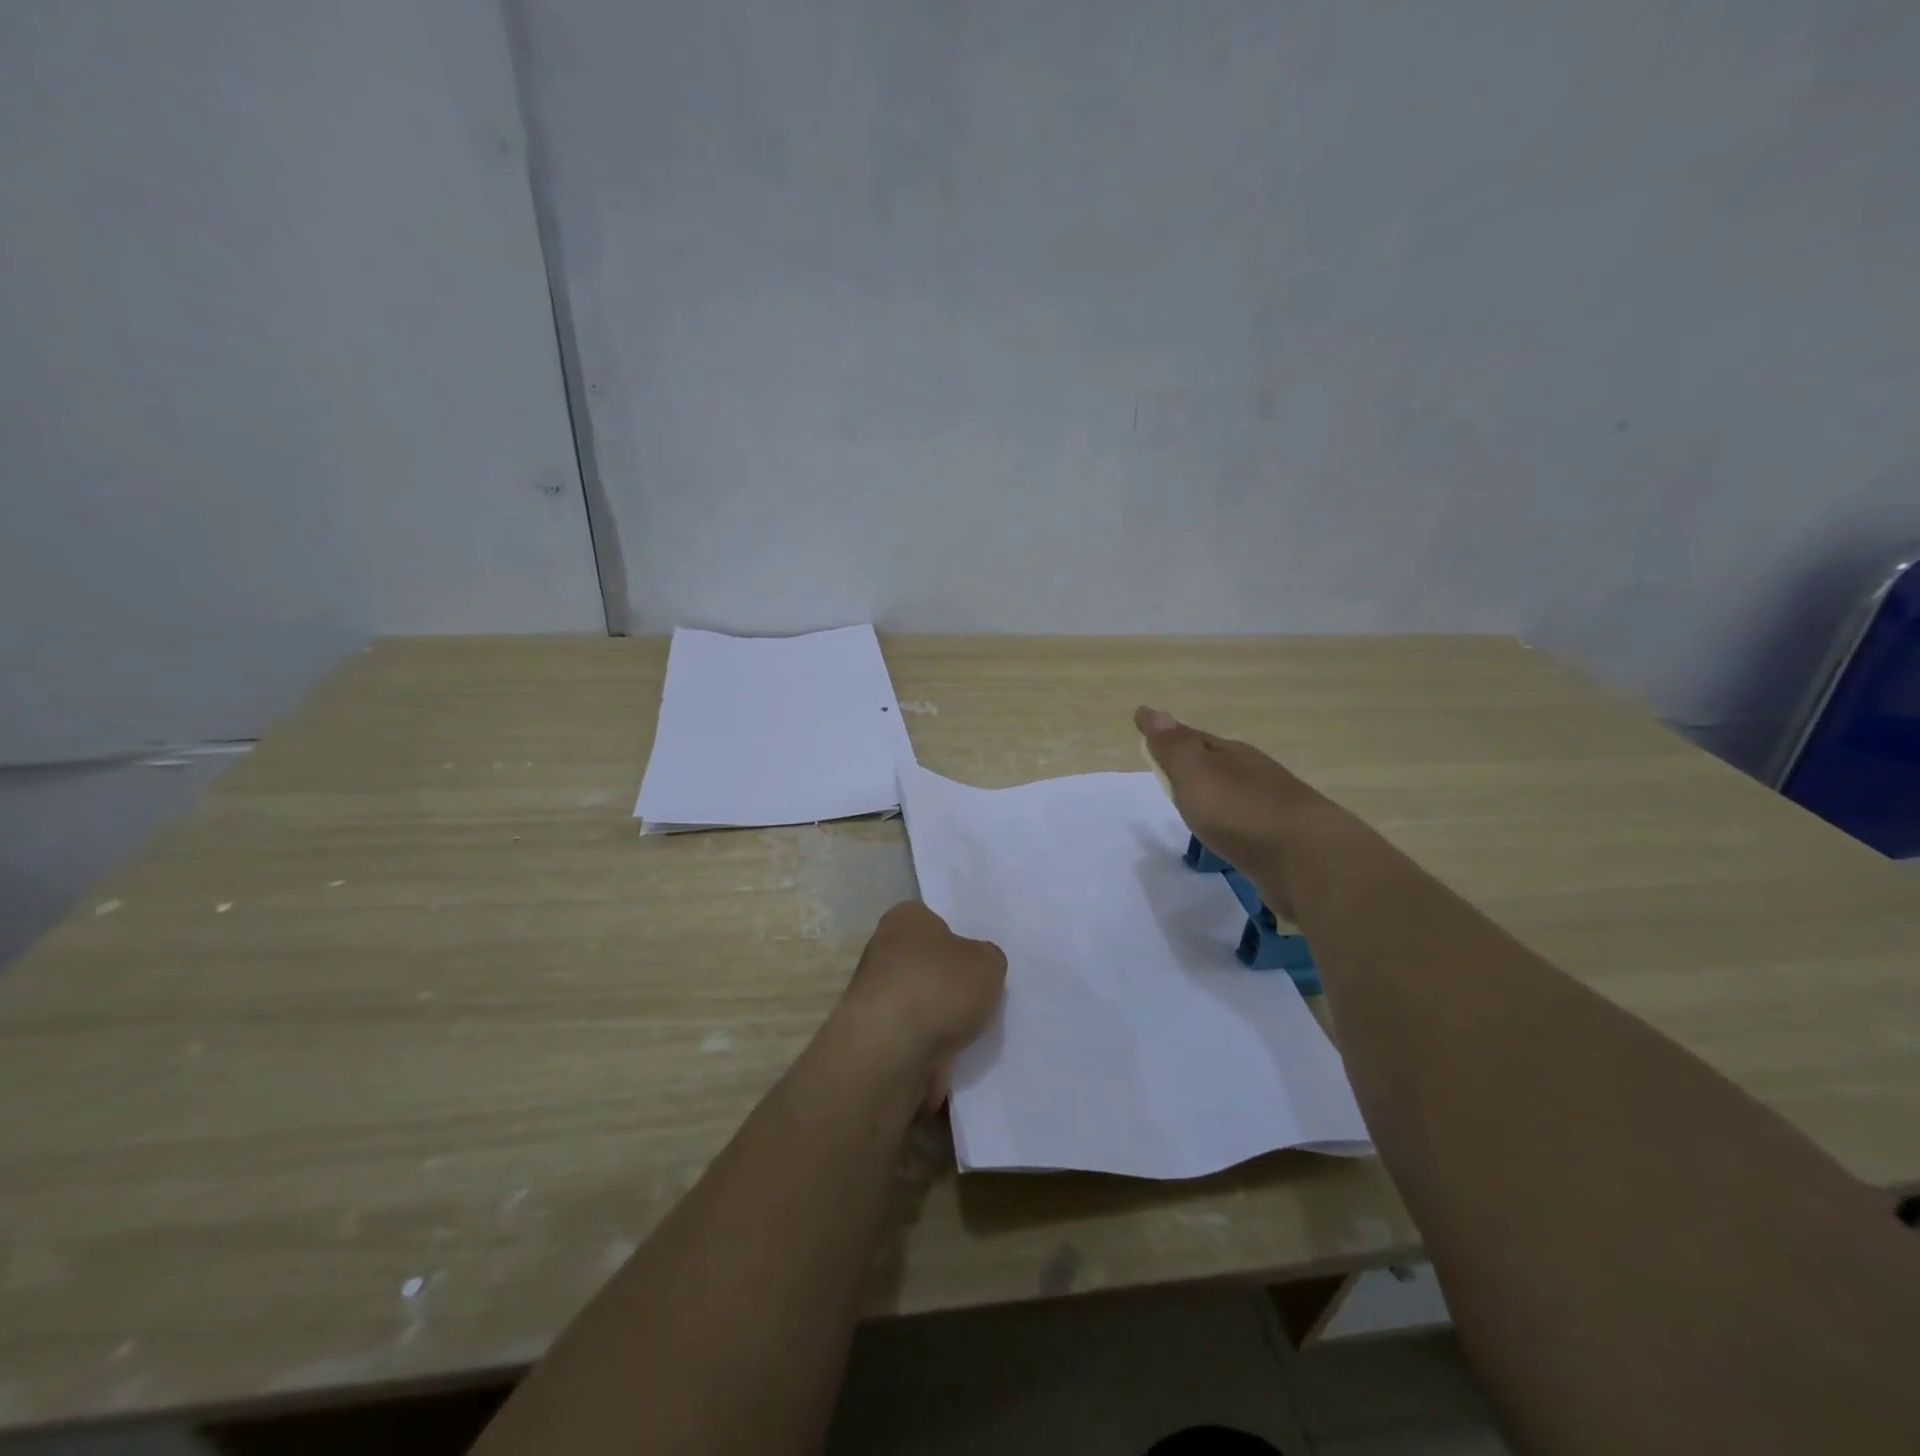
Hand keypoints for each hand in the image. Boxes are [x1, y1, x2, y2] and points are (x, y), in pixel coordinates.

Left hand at [837, 902, 1006, 1112]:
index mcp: (905, 919)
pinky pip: (912, 1037)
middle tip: (979, 997)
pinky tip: (952, 1057)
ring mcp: (874, 994)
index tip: (977, 961)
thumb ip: (988, 959)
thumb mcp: (988, 963)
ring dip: (940, 1019)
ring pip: (919, 1002)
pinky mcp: (873, 1035)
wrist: (892, 1050)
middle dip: (949, 982)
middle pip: (926, 963)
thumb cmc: (940, 987)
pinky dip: (930, 1047)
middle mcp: (882, 950)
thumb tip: (977, 967)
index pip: (934, 920)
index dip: (959, 939)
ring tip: (970, 1034)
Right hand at [1135, 705, 1328, 919]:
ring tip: (1198, 806)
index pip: (1194, 738)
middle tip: (1172, 768)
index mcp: (1233, 754)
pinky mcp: (1284, 840)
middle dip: (1196, 763)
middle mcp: (1255, 774)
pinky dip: (1233, 822)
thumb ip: (1173, 747)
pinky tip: (1231, 835)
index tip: (1147, 733)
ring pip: (1236, 793)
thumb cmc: (1242, 811)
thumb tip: (1150, 710)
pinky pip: (1248, 823)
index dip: (1169, 737)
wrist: (1309, 860)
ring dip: (1217, 795)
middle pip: (1218, 763)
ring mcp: (1274, 806)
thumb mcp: (1196, 773)